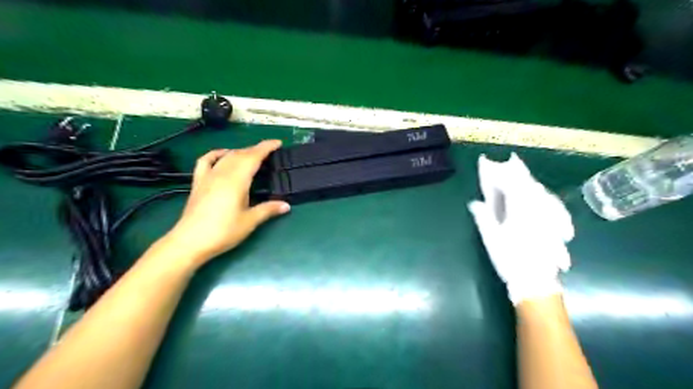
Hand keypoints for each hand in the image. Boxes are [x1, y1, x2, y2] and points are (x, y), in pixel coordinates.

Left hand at [159, 140, 290, 267]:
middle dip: (256, 149)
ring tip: (252, 155)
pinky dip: (216, 154)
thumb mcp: (249, 221)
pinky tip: (223, 155)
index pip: (253, 157)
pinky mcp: (198, 182)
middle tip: (270, 151)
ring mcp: (208, 177)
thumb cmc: (223, 232)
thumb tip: (286, 205)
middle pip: (241, 154)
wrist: (190, 242)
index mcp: (237, 181)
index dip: (266, 148)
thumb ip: (268, 210)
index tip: (278, 143)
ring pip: (226, 156)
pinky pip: (206, 161)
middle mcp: (222, 174)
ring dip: (241, 152)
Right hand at [469, 154, 576, 305]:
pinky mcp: (556, 227)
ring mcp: (549, 218)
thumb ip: (484, 218)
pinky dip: (546, 197)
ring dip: (533, 183)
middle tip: (512, 162)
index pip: (513, 185)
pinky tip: (544, 197)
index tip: (496, 164)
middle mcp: (538, 210)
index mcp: (520, 211)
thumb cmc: (510, 259)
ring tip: (526, 176)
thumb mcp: (492, 239)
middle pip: (530, 185)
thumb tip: (475, 203)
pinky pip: (554, 206)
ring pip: (543, 194)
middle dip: (520, 173)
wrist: (535, 282)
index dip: (504, 173)